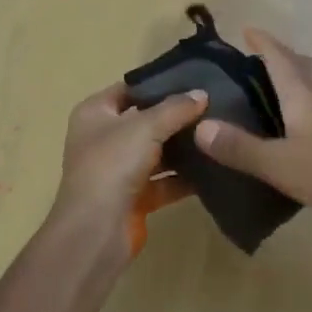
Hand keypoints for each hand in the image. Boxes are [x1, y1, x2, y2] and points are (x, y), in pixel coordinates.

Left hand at [50, 82, 207, 267]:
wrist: (96, 232)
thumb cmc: (112, 165)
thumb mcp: (146, 126)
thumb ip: (176, 108)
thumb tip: (202, 94)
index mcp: (94, 113)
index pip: (129, 89)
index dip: (157, 84)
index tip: (193, 79)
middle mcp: (103, 139)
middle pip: (144, 120)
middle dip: (175, 116)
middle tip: (212, 106)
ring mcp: (118, 170)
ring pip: (156, 152)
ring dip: (182, 147)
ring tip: (216, 133)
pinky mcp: (134, 198)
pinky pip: (164, 181)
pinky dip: (183, 177)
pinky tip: (212, 167)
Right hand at [194, 29, 311, 230]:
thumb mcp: (277, 165)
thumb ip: (238, 147)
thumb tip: (201, 127)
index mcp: (304, 93)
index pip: (279, 56)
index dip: (263, 41)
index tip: (247, 29)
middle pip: (302, 61)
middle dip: (281, 54)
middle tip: (258, 59)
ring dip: (299, 71)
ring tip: (280, 85)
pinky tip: (307, 117)